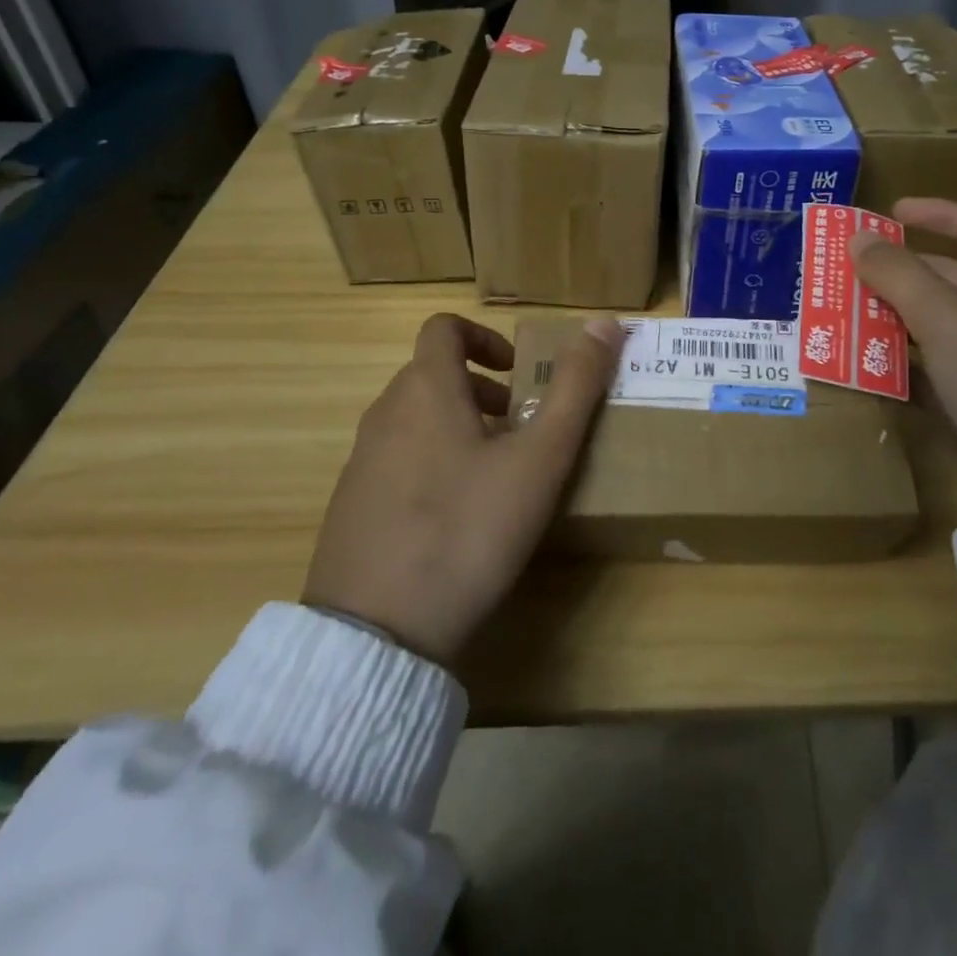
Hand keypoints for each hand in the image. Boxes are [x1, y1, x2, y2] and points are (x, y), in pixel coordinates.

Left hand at [303, 313, 624, 664]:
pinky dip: (432, 462)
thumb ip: (575, 388)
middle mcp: (385, 413)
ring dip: (459, 426)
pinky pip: (397, 459)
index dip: (486, 337)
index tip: (519, 374)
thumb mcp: (539, 459)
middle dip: (482, 389)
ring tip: (498, 474)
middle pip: (433, 374)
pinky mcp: (351, 505)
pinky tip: (459, 518)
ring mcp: (361, 461)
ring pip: (416, 418)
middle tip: (523, 428)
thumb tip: (606, 322)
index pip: (444, 328)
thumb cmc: (469, 529)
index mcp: (425, 389)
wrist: (378, 632)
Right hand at [852, 199, 956, 514]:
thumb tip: (858, 238)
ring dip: (903, 320)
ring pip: (951, 329)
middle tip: (856, 268)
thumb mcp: (950, 318)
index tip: (894, 211)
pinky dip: (913, 364)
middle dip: (909, 275)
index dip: (943, 216)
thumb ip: (899, 274)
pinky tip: (873, 362)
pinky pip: (949, 371)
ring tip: (850, 311)